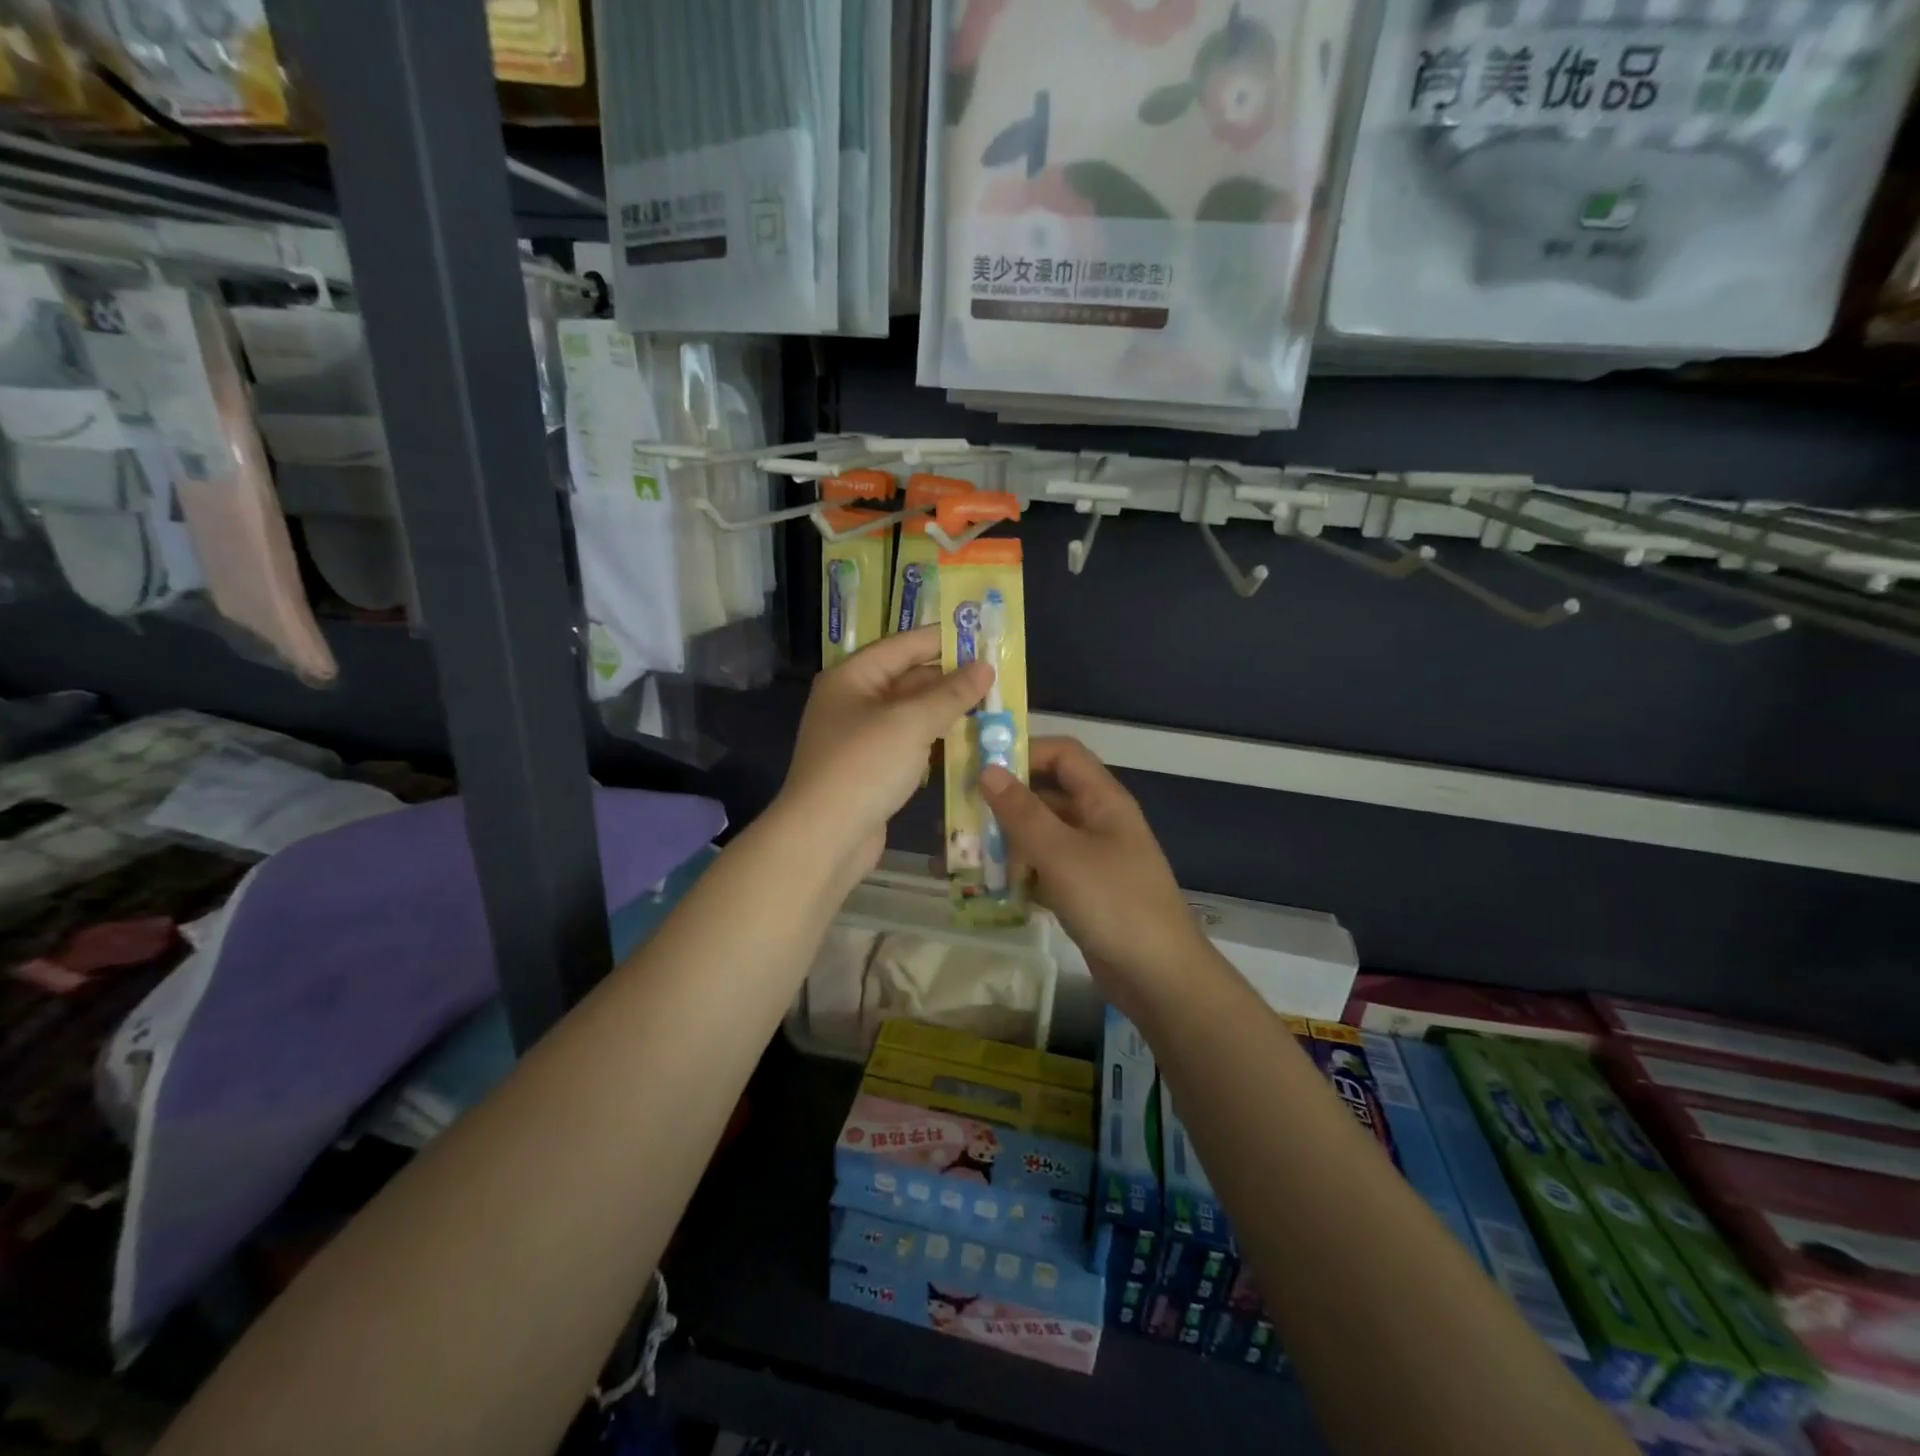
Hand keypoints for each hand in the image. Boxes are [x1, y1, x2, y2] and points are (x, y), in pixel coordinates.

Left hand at [780, 626, 990, 881]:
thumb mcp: (911, 723)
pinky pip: (909, 743)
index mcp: (852, 677)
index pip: (903, 645)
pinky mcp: (871, 769)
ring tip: (992, 706)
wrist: (825, 837)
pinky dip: (935, 740)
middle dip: (950, 679)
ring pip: (911, 714)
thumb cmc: (864, 766)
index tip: (983, 636)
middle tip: (997, 677)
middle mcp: (853, 701)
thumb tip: (985, 667)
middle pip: (907, 679)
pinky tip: (968, 742)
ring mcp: (861, 737)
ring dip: (946, 711)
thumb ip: (951, 694)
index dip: (942, 639)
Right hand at [980, 737, 1208, 1003]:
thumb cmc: (1113, 903)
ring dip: (1005, 841)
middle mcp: (1098, 821)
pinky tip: (986, 886)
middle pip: (1046, 795)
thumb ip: (1022, 812)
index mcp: (1102, 800)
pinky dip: (1018, 873)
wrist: (1159, 977)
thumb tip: (988, 770)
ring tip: (962, 853)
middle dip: (1002, 802)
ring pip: (1041, 835)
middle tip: (957, 815)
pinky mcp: (1084, 892)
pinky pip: (1045, 870)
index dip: (1024, 751)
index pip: (1063, 754)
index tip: (979, 766)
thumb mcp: (1061, 853)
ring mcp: (1092, 859)